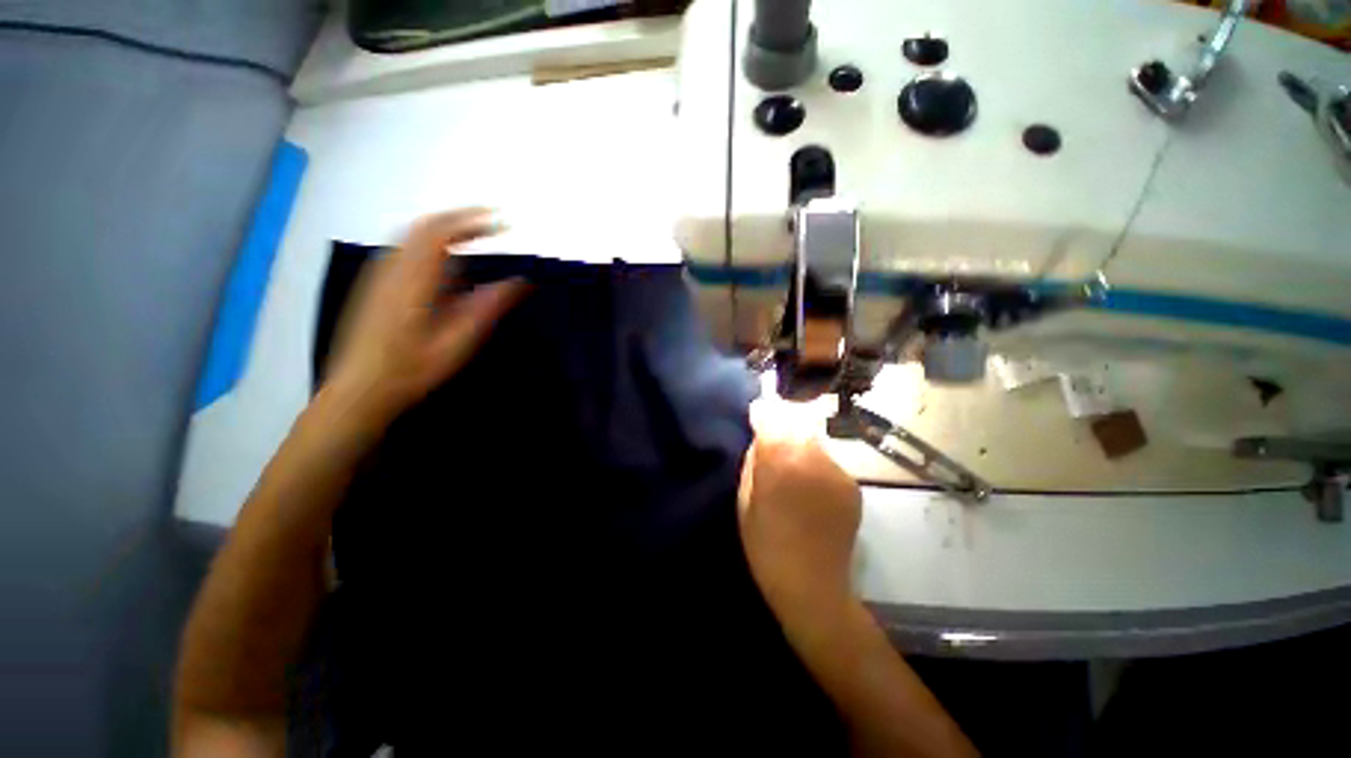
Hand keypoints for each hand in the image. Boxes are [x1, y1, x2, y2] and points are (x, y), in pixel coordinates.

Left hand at [325, 208, 527, 428]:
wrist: (359, 390)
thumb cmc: (412, 370)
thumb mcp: (458, 342)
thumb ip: (488, 307)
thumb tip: (522, 281)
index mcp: (412, 279)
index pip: (441, 231)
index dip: (473, 220)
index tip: (503, 222)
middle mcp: (392, 267)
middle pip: (425, 226)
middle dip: (462, 219)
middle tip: (494, 224)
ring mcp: (380, 275)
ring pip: (413, 236)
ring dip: (447, 230)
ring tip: (477, 237)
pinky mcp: (376, 285)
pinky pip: (406, 250)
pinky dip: (433, 244)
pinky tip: (449, 263)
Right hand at [738, 396, 862, 619]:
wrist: (812, 586)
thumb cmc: (766, 546)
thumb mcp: (745, 502)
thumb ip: (753, 463)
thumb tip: (760, 439)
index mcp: (782, 464)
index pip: (772, 420)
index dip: (763, 412)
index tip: (756, 410)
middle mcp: (813, 460)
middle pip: (796, 423)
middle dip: (782, 422)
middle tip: (771, 431)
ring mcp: (837, 472)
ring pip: (813, 440)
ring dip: (799, 441)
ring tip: (789, 457)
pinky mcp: (851, 485)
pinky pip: (827, 460)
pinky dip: (814, 461)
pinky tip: (807, 480)